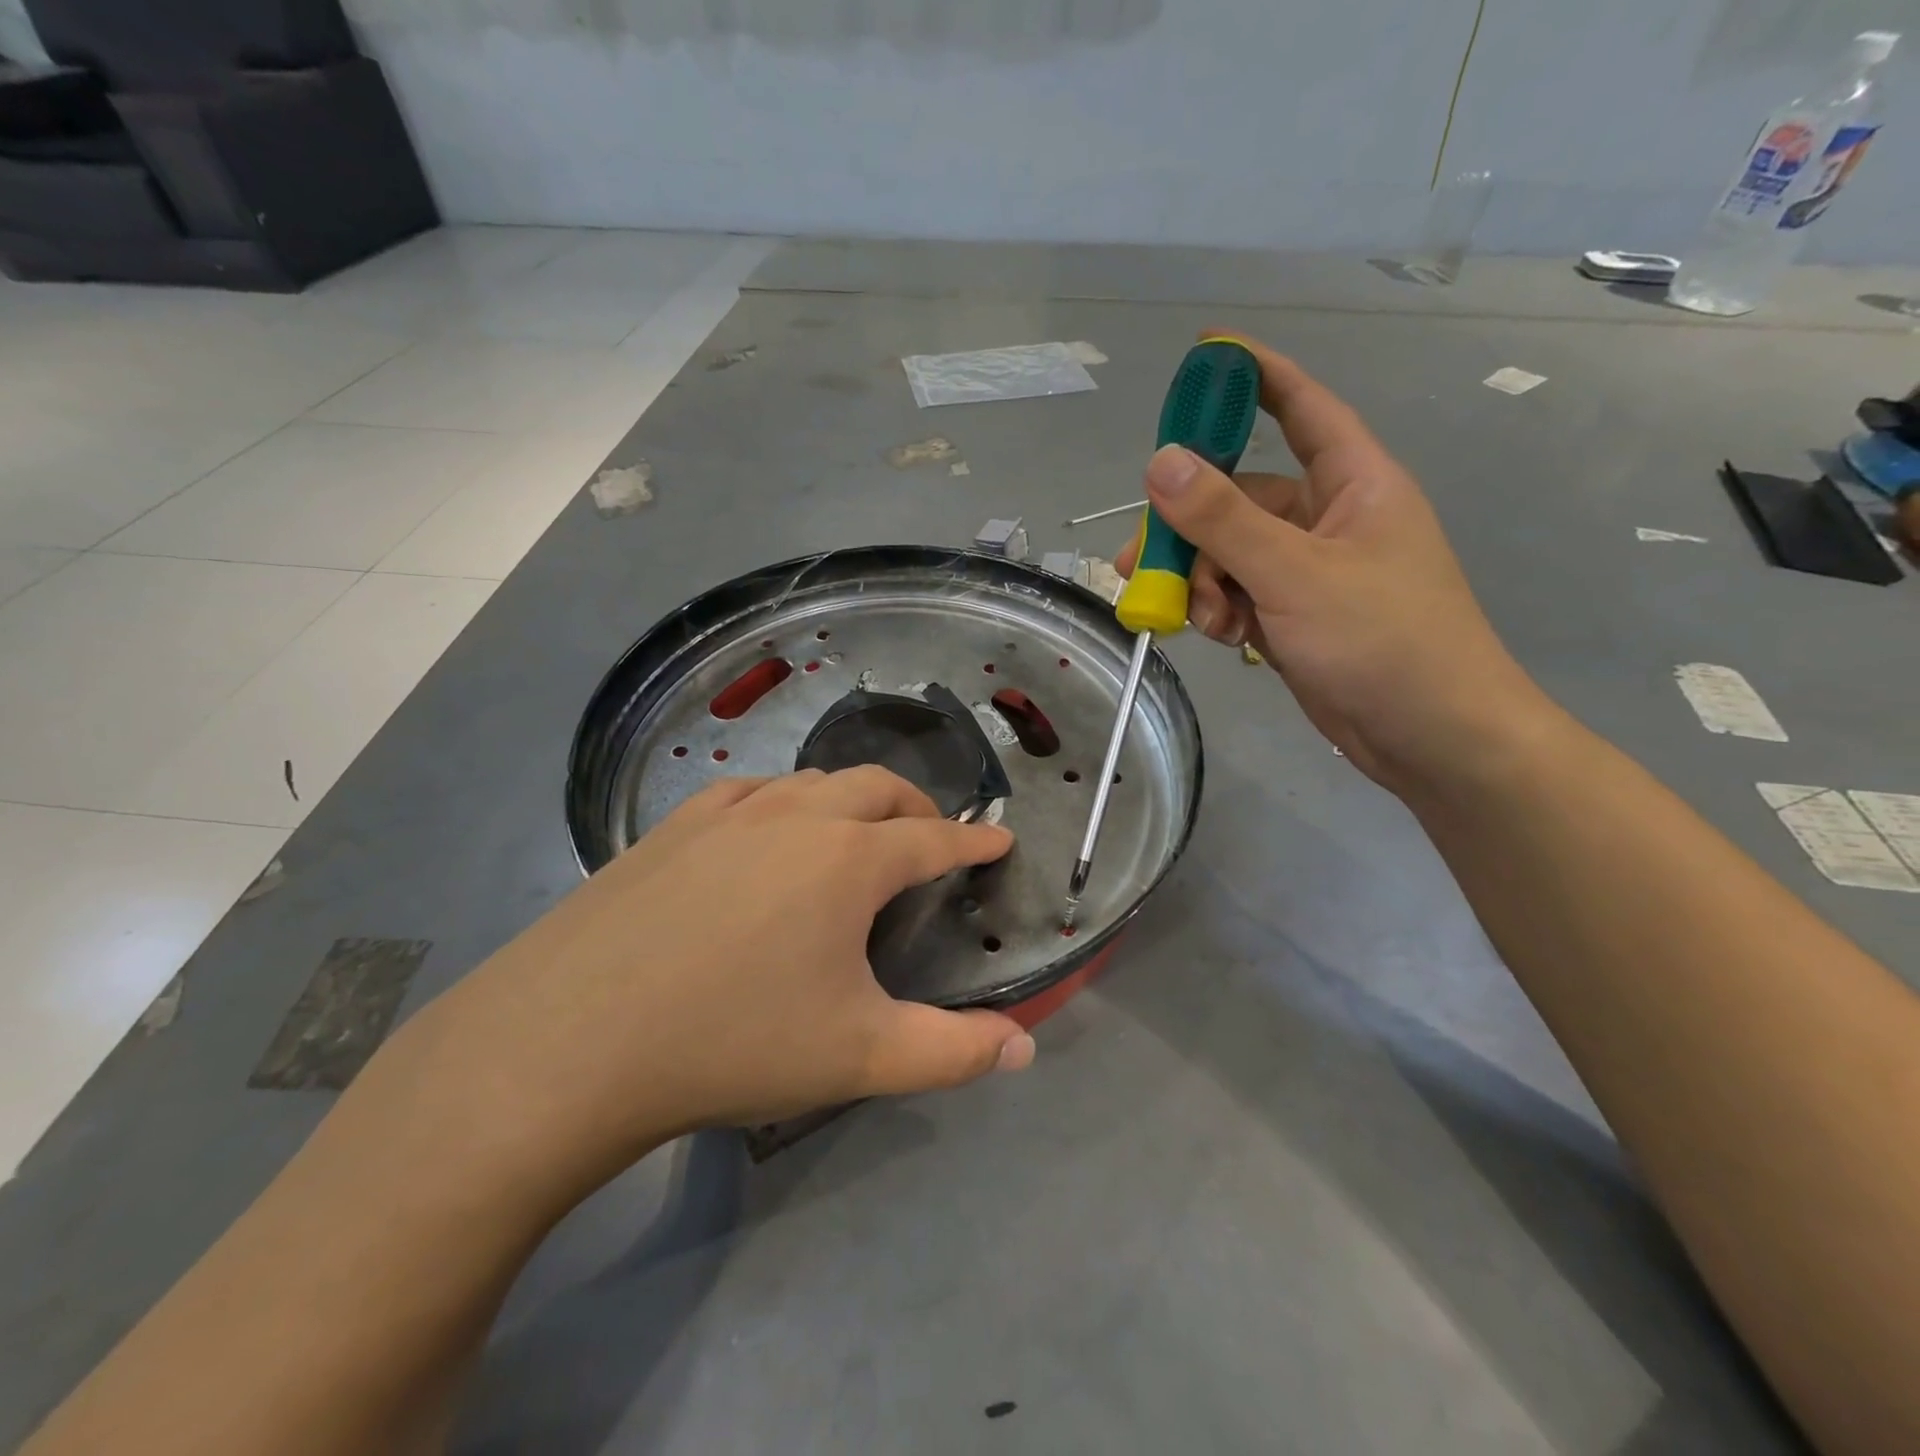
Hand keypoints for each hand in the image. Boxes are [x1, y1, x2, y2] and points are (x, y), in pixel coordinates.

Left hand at [368, 768, 1033, 1210]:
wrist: (568, 1042)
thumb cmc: (732, 1044)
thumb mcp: (859, 1057)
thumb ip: (953, 1053)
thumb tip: (1024, 1047)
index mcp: (849, 859)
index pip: (934, 840)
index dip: (973, 841)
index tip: (998, 840)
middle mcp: (796, 816)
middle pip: (877, 788)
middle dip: (917, 807)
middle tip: (932, 837)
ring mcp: (728, 812)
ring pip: (812, 781)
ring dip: (852, 798)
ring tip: (857, 832)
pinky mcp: (672, 826)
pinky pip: (750, 792)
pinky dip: (786, 801)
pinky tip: (769, 832)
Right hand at [1117, 333, 1551, 794]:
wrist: (1431, 738)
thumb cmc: (1382, 640)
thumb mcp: (1294, 574)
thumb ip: (1224, 519)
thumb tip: (1159, 461)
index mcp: (1354, 483)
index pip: (1303, 408)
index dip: (1257, 377)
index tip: (1206, 356)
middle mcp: (1331, 519)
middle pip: (1243, 498)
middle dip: (1192, 529)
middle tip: (1141, 557)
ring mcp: (1312, 572)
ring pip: (1233, 554)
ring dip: (1202, 581)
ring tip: (1194, 618)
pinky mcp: (1296, 617)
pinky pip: (1241, 595)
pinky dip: (1221, 611)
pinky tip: (1222, 638)